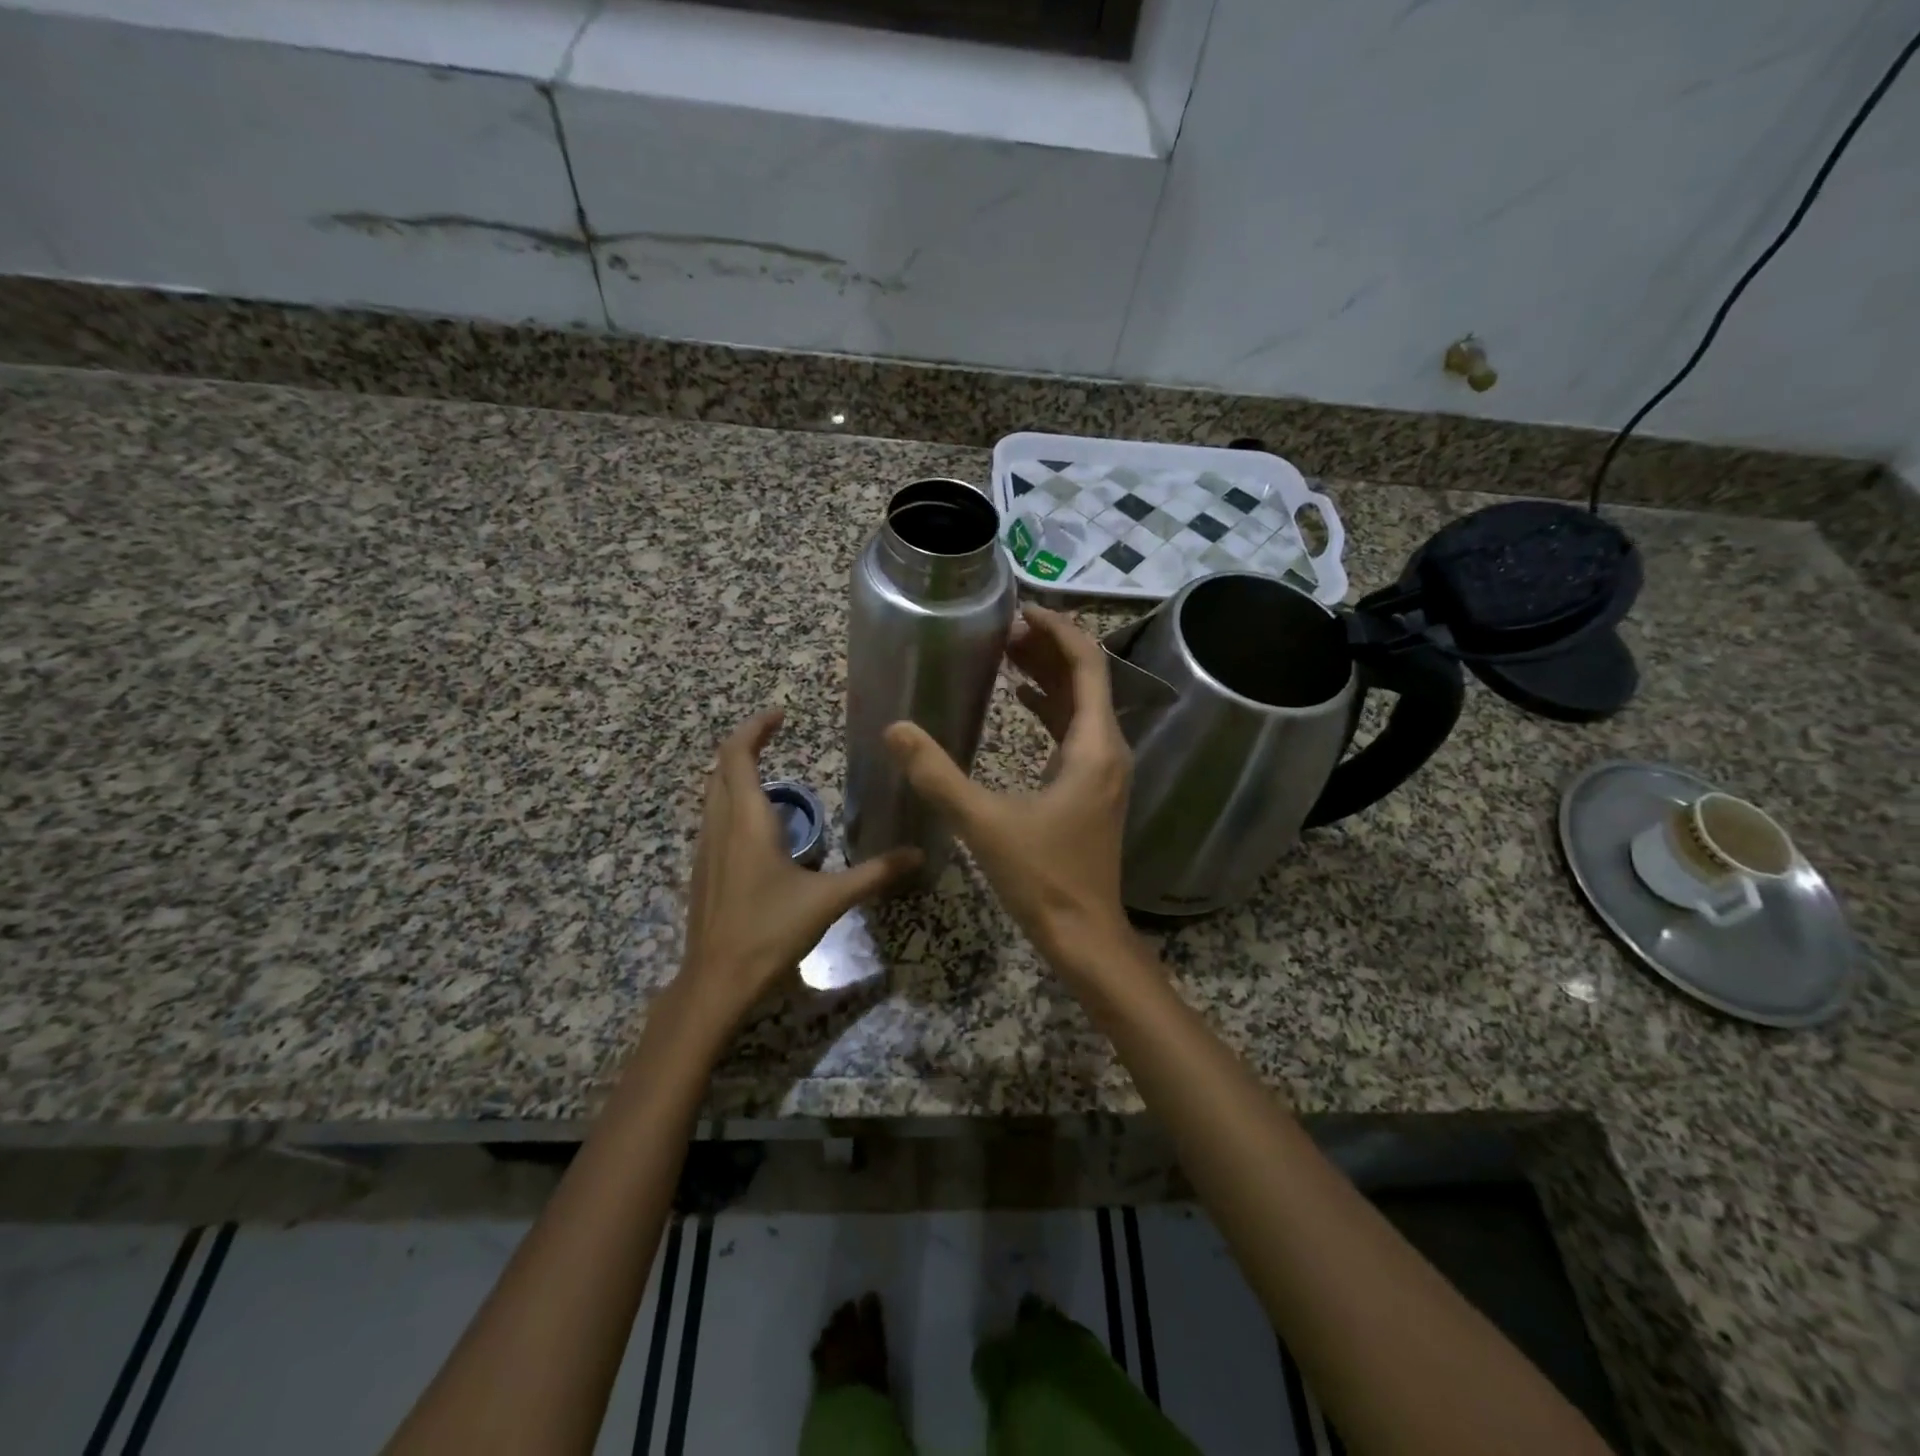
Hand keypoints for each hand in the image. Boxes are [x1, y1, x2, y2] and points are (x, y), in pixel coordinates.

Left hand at [678, 710, 920, 1030]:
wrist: (716, 981)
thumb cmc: (770, 932)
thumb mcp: (829, 900)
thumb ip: (875, 874)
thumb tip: (917, 855)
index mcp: (747, 821)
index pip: (737, 755)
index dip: (755, 728)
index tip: (781, 715)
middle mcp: (720, 826)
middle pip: (721, 768)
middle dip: (747, 745)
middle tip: (778, 736)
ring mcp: (706, 848)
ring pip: (714, 793)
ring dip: (738, 774)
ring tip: (776, 777)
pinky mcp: (703, 869)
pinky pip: (714, 818)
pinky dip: (734, 802)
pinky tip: (762, 827)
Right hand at [882, 605, 1132, 970]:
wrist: (1084, 934)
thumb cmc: (1043, 878)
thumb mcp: (984, 823)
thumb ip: (937, 774)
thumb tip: (894, 729)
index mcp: (1094, 745)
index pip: (1087, 664)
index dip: (1057, 630)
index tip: (1019, 612)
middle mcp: (1108, 748)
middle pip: (1086, 677)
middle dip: (1048, 647)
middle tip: (1002, 629)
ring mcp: (1103, 769)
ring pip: (1081, 703)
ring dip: (1048, 675)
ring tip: (1006, 653)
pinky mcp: (1092, 787)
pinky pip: (1074, 730)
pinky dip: (1049, 707)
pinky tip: (1020, 700)